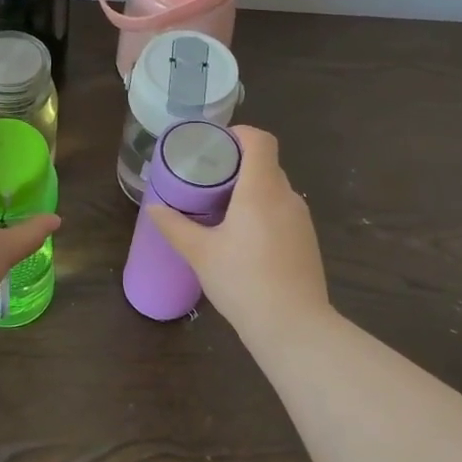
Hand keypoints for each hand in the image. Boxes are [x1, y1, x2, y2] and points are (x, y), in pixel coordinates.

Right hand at [144, 126, 331, 339]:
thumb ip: (175, 226)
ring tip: (222, 209)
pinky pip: (283, 211)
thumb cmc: (243, 281)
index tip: (215, 146)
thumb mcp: (200, 253)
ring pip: (275, 189)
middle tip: (208, 180)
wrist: (293, 326)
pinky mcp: (307, 240)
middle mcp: (287, 196)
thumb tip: (153, 209)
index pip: (260, 141)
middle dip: (238, 165)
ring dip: (251, 190)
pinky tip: (244, 238)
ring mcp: (301, 219)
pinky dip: (264, 212)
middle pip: (266, 164)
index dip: (239, 134)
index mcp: (261, 189)